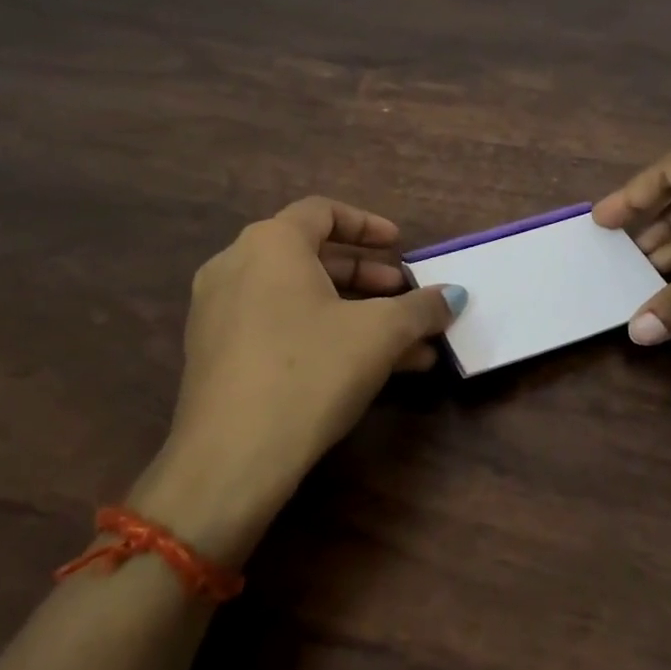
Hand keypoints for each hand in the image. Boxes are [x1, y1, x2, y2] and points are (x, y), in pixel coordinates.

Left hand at [132, 197, 466, 563]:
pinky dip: (322, 334)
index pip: (322, 211)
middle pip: (312, 257)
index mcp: (270, 243)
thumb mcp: (379, 334)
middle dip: (368, 277)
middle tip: (404, 295)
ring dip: (354, 313)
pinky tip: (366, 369)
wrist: (231, 457)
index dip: (368, 225)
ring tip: (404, 344)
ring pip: (299, 297)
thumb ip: (421, 307)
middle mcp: (236, 265)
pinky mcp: (216, 353)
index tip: (400, 245)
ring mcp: (219, 311)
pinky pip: (278, 326)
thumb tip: (454, 295)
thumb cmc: (310, 371)